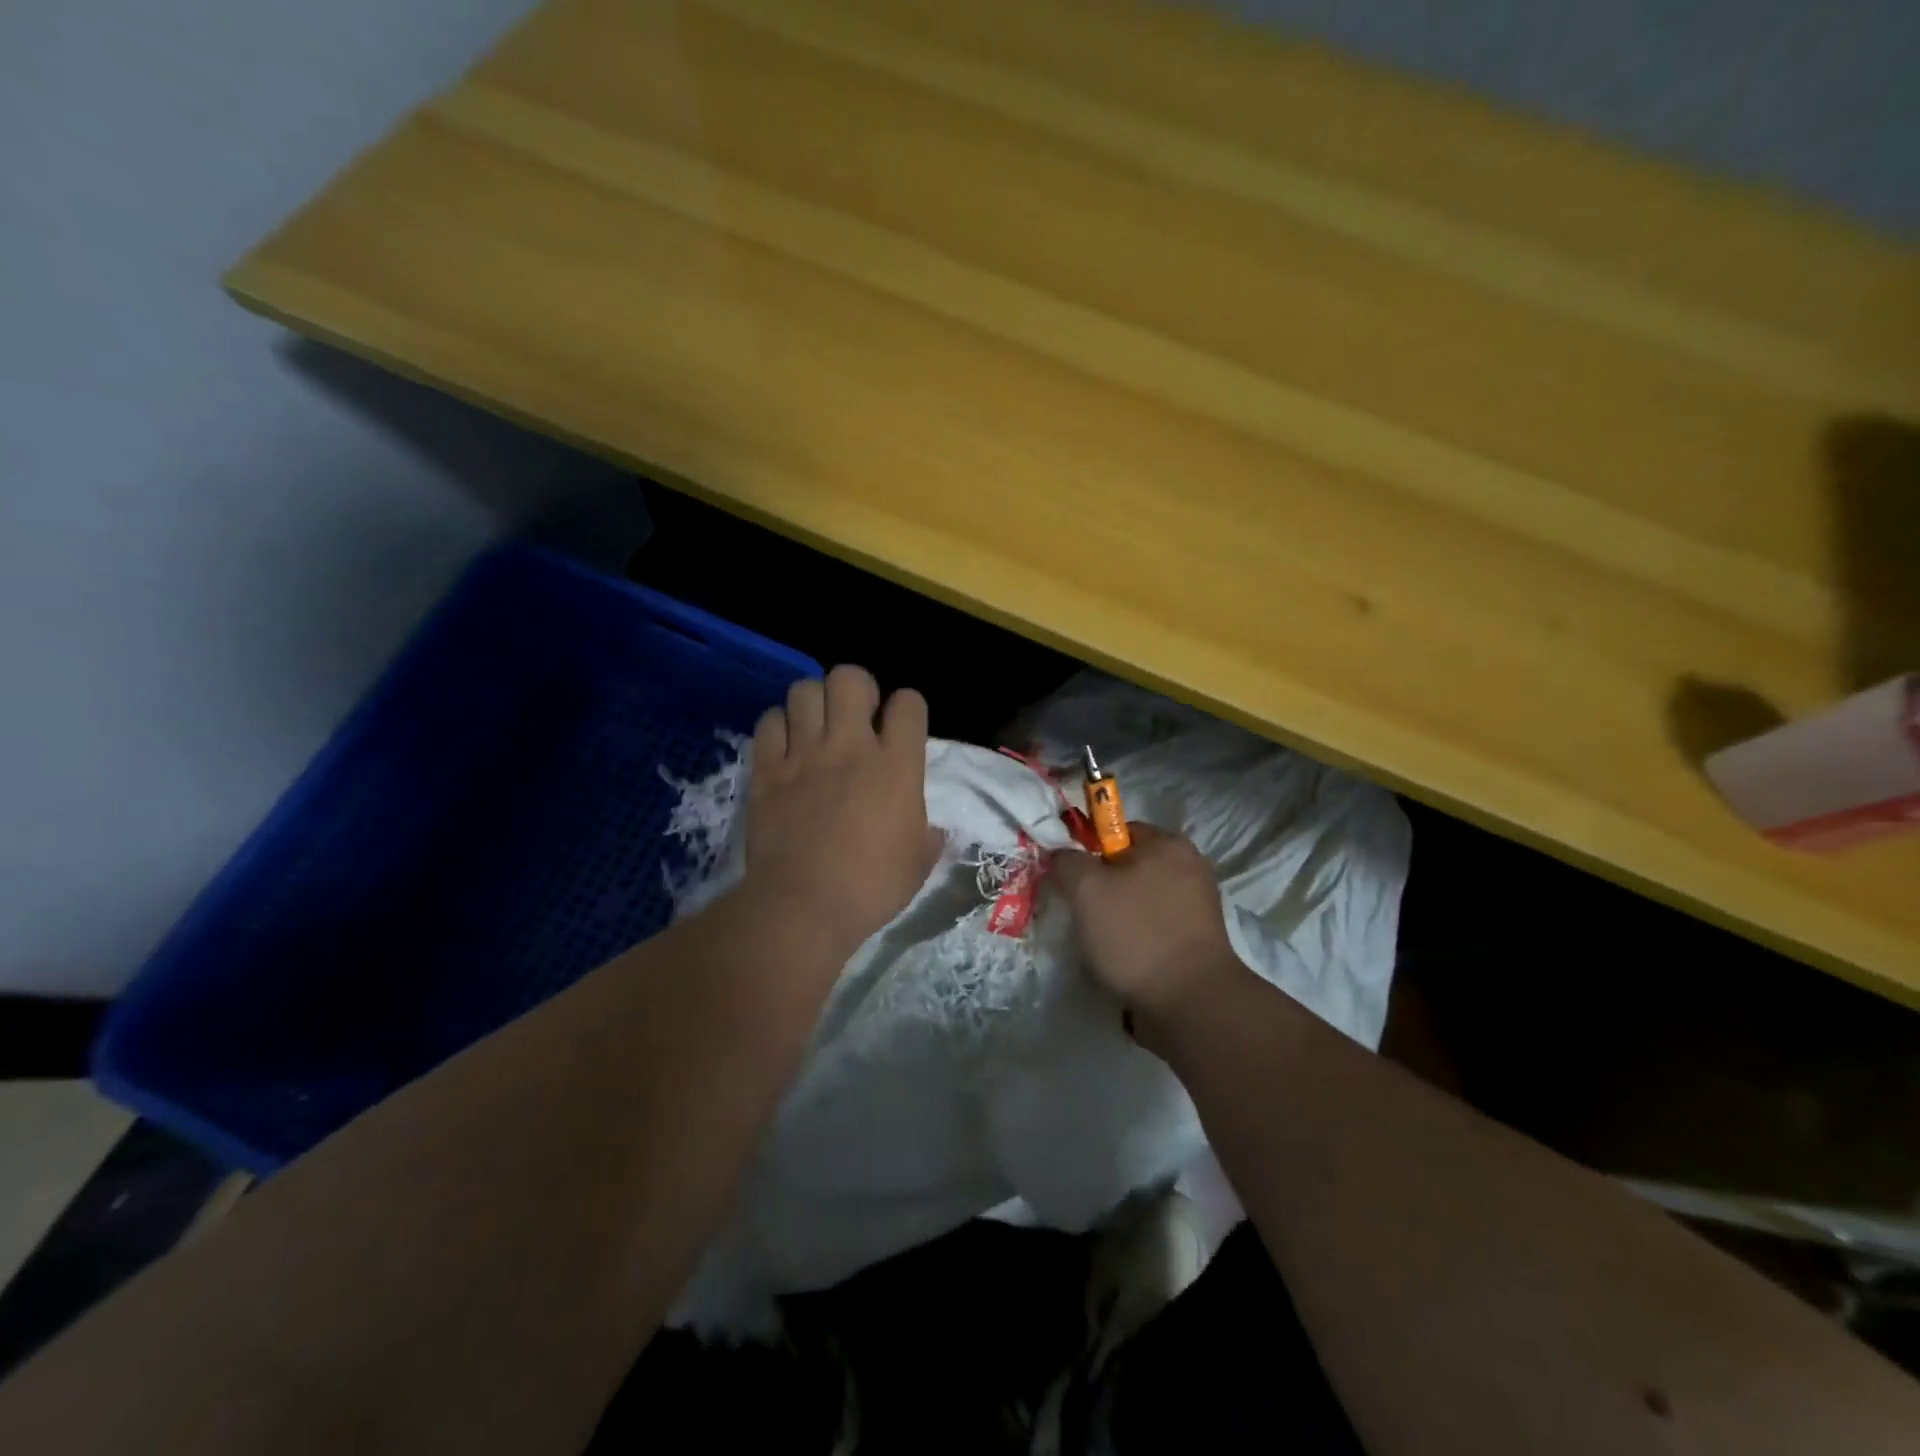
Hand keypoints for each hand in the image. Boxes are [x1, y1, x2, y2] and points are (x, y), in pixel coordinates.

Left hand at [744, 665, 942, 950]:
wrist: (803, 906)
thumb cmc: (871, 887)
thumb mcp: (918, 864)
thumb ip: (929, 837)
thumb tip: (934, 831)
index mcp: (896, 765)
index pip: (909, 703)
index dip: (908, 709)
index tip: (903, 728)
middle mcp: (850, 746)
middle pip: (850, 678)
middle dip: (858, 688)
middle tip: (857, 717)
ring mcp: (804, 754)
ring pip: (804, 690)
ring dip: (815, 702)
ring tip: (818, 727)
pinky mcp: (767, 770)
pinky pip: (769, 722)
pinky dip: (778, 727)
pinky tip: (786, 748)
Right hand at [1050, 824, 1242, 1038]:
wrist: (1190, 1003)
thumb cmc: (1136, 934)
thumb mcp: (1085, 889)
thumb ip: (1067, 862)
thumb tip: (1062, 858)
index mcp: (1169, 844)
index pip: (1117, 830)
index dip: (1088, 851)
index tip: (1072, 881)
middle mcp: (1190, 867)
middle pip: (1129, 867)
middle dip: (1101, 888)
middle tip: (1081, 914)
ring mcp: (1198, 906)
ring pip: (1139, 900)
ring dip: (1117, 918)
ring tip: (1100, 944)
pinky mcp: (1198, 941)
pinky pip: (1155, 928)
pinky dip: (1136, 940)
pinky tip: (1122, 960)